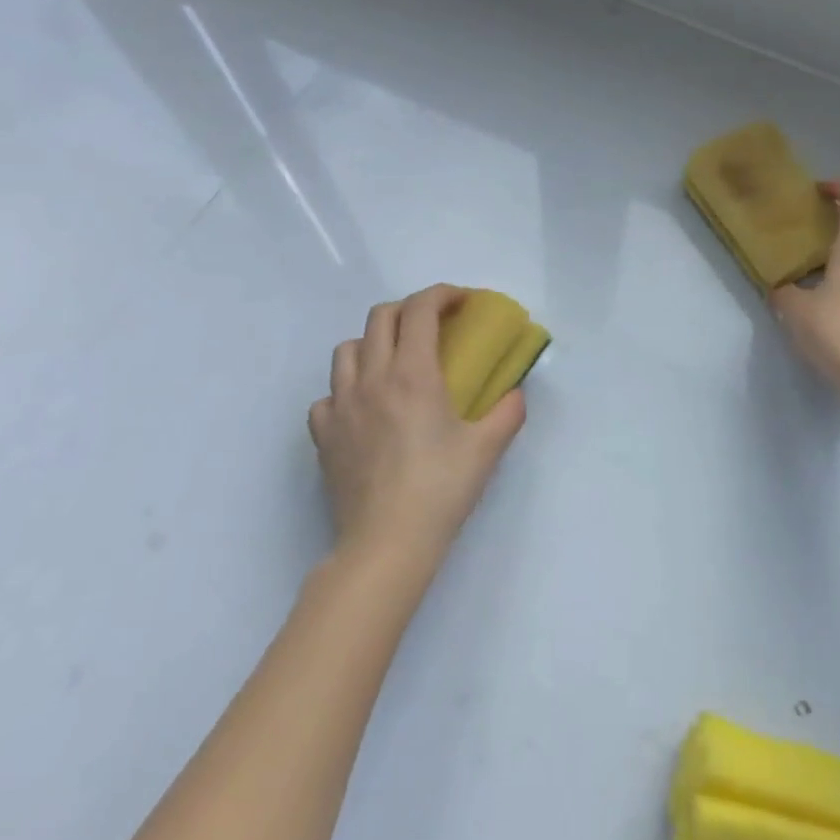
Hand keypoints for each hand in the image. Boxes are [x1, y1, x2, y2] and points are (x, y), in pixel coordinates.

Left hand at [308, 284, 525, 558]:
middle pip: (380, 317)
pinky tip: (365, 408)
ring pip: (346, 349)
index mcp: (412, 374)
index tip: (461, 301)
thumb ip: (508, 411)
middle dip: (410, 309)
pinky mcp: (323, 435)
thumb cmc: (440, 490)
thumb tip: (516, 393)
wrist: (386, 545)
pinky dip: (346, 389)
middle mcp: (371, 379)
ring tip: (395, 362)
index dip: (441, 294)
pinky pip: (328, 394)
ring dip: (373, 342)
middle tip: (434, 326)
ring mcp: (340, 406)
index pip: (420, 310)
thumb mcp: (487, 447)